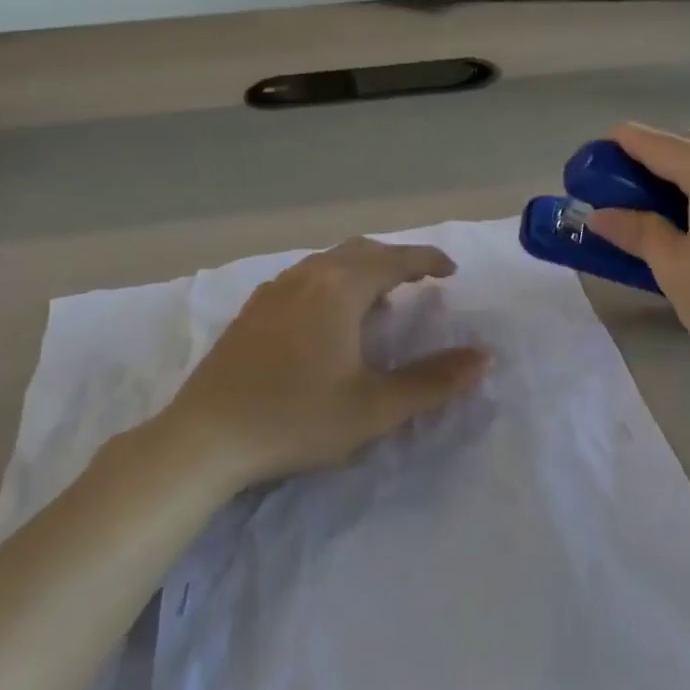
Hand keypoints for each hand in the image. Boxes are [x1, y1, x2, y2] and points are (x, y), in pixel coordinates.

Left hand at [157, 239, 489, 491]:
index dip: (428, 260)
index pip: (395, 259)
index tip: (451, 271)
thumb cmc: (296, 419)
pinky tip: (328, 315)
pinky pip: (304, 277)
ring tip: (380, 297)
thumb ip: (433, 381)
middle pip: (361, 251)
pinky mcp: (252, 310)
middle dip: (396, 259)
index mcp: (340, 289)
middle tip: (420, 280)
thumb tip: (485, 357)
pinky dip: (332, 281)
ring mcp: (274, 291)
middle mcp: (307, 276)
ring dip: (362, 269)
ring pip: (329, 262)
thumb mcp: (375, 407)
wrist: (204, 439)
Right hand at [586, 124, 689, 376]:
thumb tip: (600, 214)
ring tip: (653, 209)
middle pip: (683, 144)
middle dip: (645, 161)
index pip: (651, 142)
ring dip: (677, 172)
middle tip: (616, 196)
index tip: (588, 168)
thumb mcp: (674, 267)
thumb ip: (636, 230)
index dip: (614, 148)